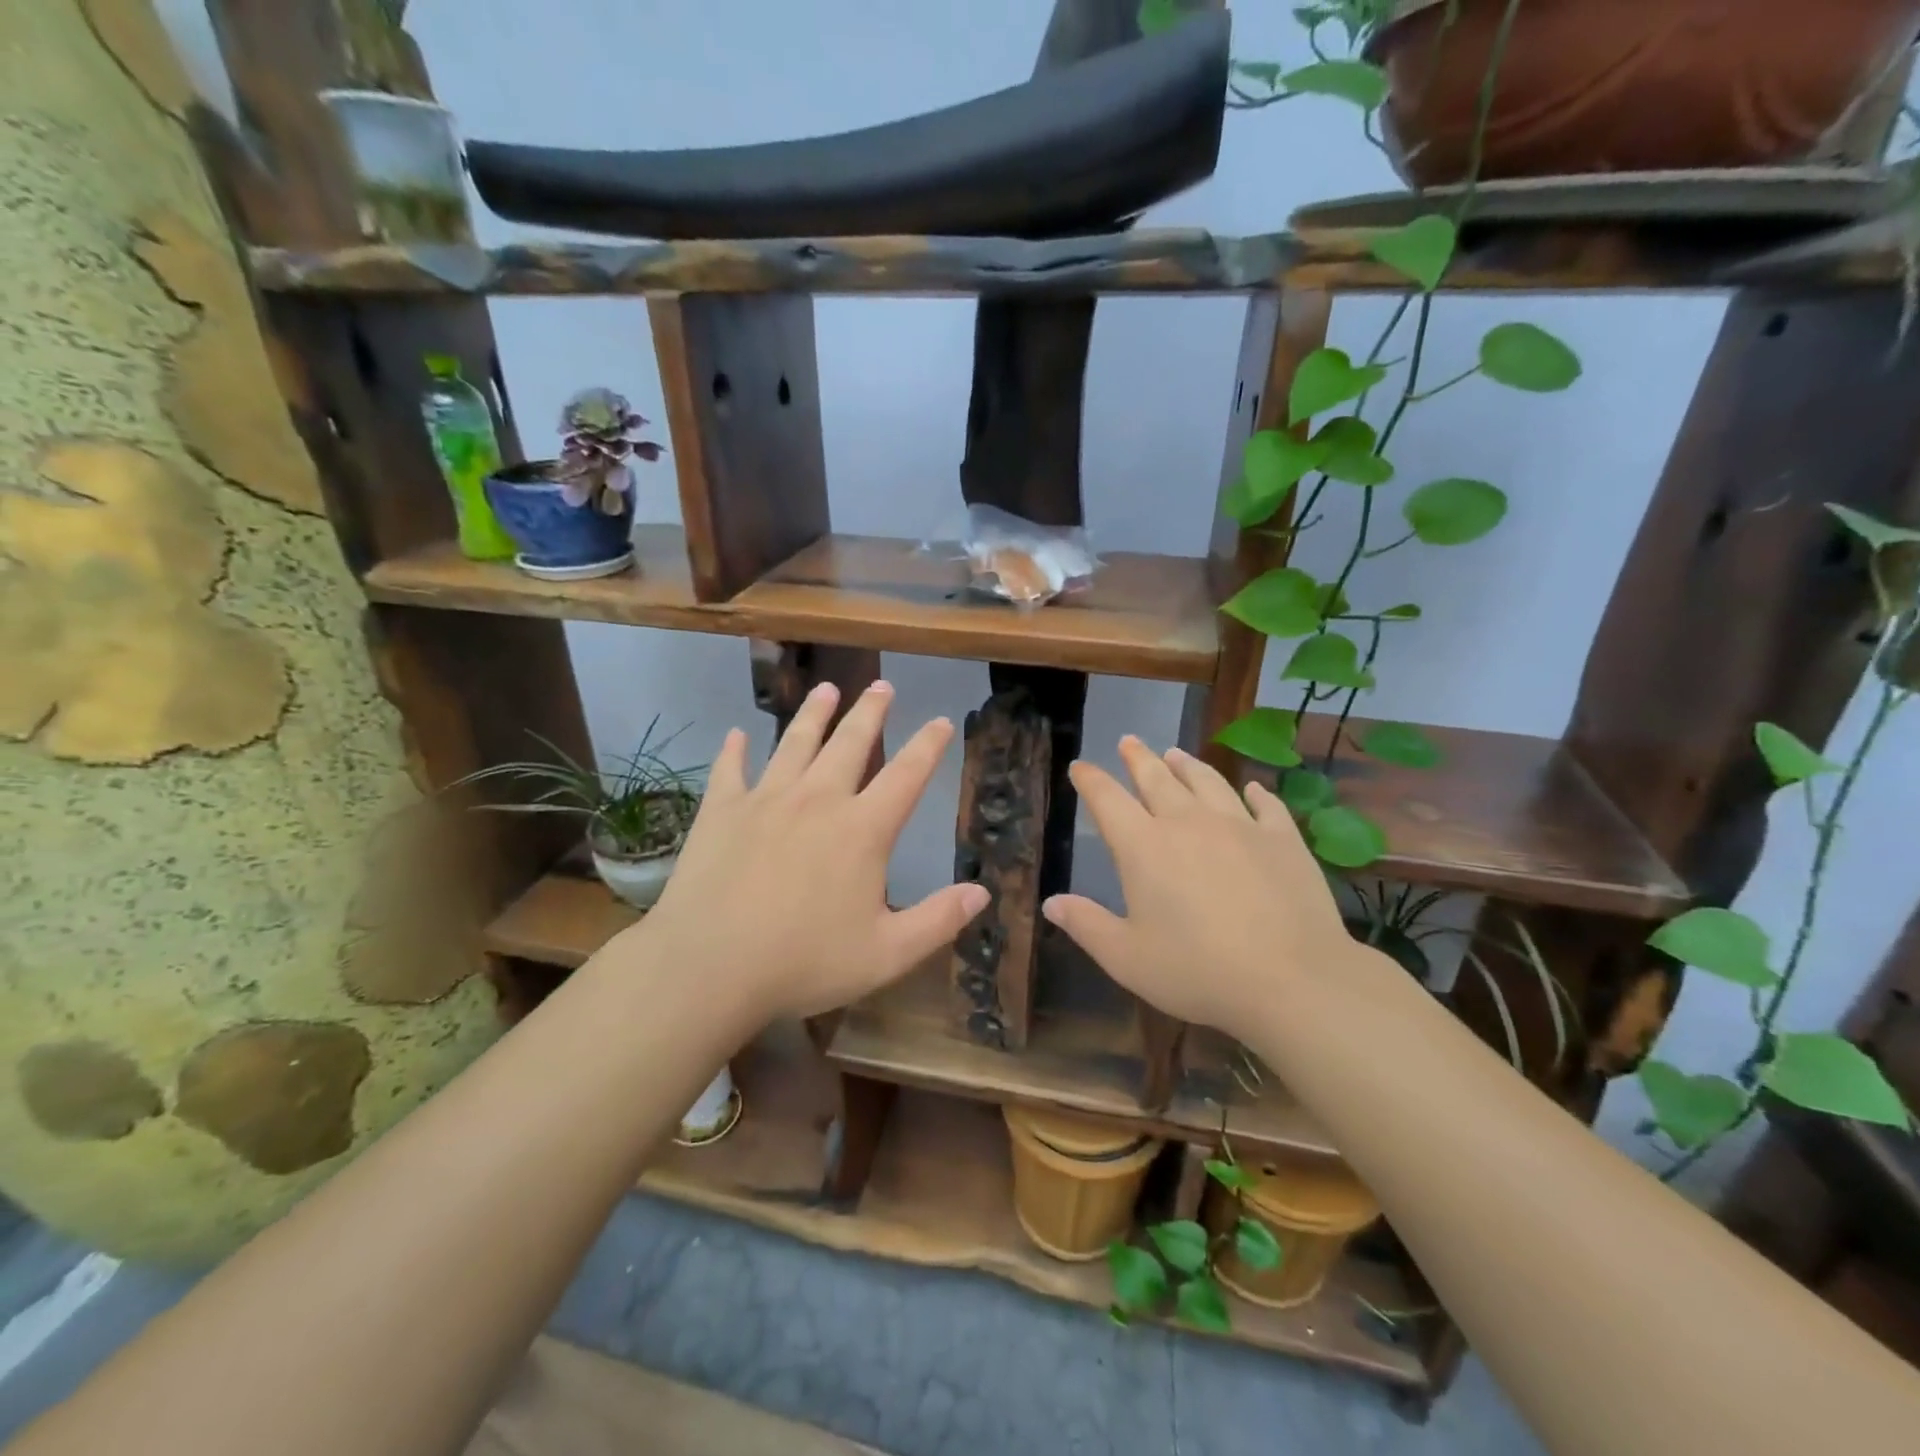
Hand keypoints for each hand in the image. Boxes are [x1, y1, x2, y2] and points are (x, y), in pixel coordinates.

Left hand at [627, 681, 988, 1025]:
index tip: (941, 720)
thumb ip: (938, 921)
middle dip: (870, 712)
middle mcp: (818, 800)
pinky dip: (735, 750)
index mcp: (862, 829)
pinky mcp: (721, 811)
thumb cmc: (804, 962)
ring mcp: (766, 799)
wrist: (709, 966)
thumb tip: (982, 892)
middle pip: (850, 743)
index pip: (907, 775)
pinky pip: (730, 769)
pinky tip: (737, 734)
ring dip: (813, 713)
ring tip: (825, 689)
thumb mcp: (887, 954)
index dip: (929, 746)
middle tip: (882, 685)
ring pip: (795, 742)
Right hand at [1042, 737, 1376, 1034]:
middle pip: (1156, 778)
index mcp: (1144, 847)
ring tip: (1176, 753)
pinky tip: (1251, 788)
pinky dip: (1255, 793)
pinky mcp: (1282, 839)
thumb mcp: (1127, 958)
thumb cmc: (1198, 971)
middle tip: (1128, 741)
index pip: (1107, 800)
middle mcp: (1188, 823)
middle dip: (1138, 758)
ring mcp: (1239, 826)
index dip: (1090, 780)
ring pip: (1207, 781)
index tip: (1080, 766)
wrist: (1292, 979)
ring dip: (1188, 765)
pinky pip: (1265, 805)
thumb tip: (1051, 902)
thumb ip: (1086, 926)